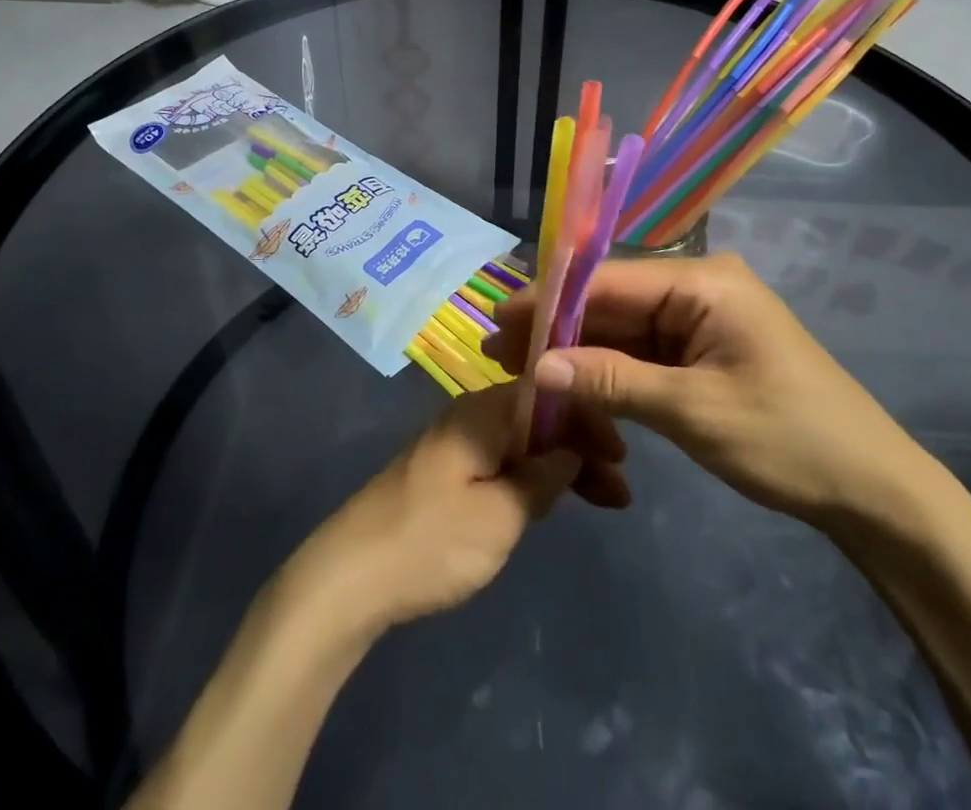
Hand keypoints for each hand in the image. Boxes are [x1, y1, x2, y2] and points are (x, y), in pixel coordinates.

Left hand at [285, 384, 628, 634]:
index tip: (621, 458)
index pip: (550, 394)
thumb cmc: (431, 541)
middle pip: (538, 416)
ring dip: (560, 465)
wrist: (349, 576)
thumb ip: (541, 478)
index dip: (589, 420)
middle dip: (580, 446)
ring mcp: (456, 442)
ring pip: (522, 440)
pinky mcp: (446, 472)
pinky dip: (532, 477)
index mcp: (484, 410)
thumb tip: (570, 451)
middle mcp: (470, 414)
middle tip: (619, 492)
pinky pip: (502, 459)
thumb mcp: (500, 516)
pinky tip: (550, 501)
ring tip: (601, 500)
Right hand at [486, 254, 933, 533]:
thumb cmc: (788, 439)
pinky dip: (609, 370)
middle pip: (612, 301)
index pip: (608, 280)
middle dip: (558, 328)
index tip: (499, 322)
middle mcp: (696, 287)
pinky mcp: (702, 349)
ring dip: (579, 351)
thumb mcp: (693, 411)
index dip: (550, 301)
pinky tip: (571, 385)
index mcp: (702, 282)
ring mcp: (700, 318)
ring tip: (523, 371)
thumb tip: (540, 366)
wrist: (873, 492)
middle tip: (500, 353)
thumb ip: (612, 381)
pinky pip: (644, 352)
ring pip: (623, 328)